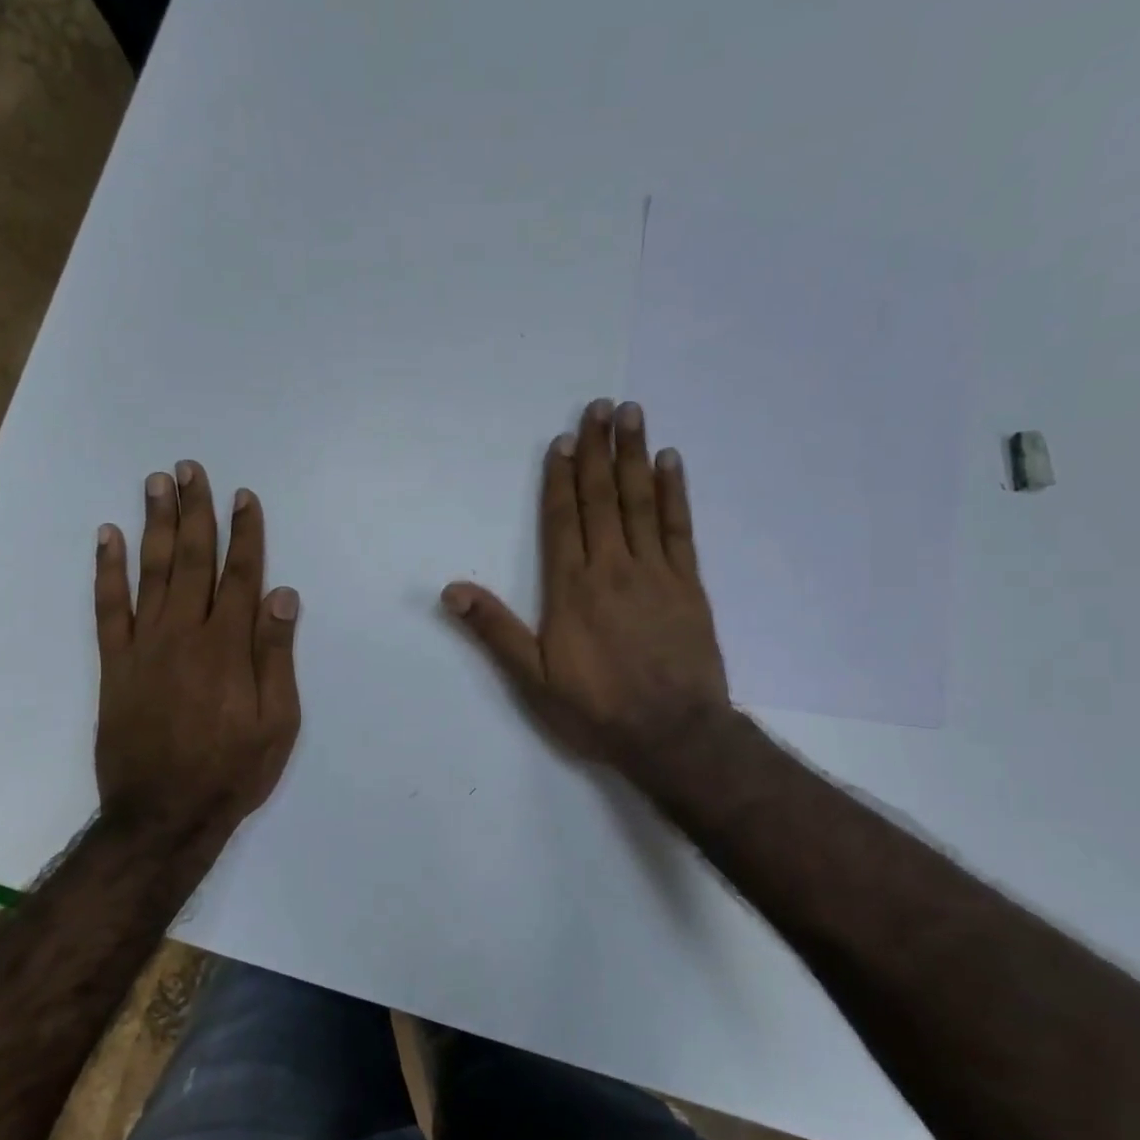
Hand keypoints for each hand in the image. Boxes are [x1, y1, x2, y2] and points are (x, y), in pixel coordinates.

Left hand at [93, 461, 300, 832]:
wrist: (163, 814)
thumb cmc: (232, 771)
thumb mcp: (278, 723)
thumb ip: (277, 656)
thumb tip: (283, 596)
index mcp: (229, 648)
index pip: (241, 576)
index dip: (245, 534)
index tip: (244, 497)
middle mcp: (186, 634)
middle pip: (192, 560)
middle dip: (195, 512)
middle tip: (191, 469)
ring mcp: (145, 646)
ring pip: (150, 572)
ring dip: (154, 524)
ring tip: (156, 483)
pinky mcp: (115, 665)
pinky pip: (108, 608)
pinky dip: (106, 570)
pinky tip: (106, 536)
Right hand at [442, 399, 729, 776]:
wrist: (673, 734)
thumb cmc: (597, 709)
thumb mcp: (533, 680)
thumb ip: (494, 631)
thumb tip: (451, 590)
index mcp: (571, 588)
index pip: (562, 519)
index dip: (560, 477)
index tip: (563, 440)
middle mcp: (612, 567)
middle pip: (602, 498)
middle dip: (598, 450)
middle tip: (601, 406)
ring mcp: (655, 572)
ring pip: (641, 502)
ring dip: (634, 456)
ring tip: (632, 415)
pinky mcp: (688, 584)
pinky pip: (679, 527)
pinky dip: (675, 491)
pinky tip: (671, 462)